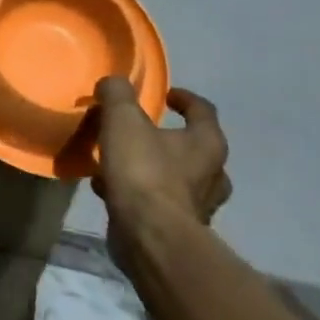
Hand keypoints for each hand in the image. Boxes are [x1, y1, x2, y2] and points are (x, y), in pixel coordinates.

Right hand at [93, 79, 231, 224]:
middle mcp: (212, 174)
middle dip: (170, 139)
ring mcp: (198, 205)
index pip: (203, 110)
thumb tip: (113, 83)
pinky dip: (138, 193)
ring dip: (152, 168)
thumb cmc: (144, 172)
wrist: (149, 237)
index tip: (165, 94)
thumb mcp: (123, 120)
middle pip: (195, 148)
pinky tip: (107, 189)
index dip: (184, 98)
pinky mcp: (178, 230)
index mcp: (207, 143)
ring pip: (176, 178)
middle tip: (143, 133)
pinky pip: (158, 202)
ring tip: (119, 162)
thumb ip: (118, 95)